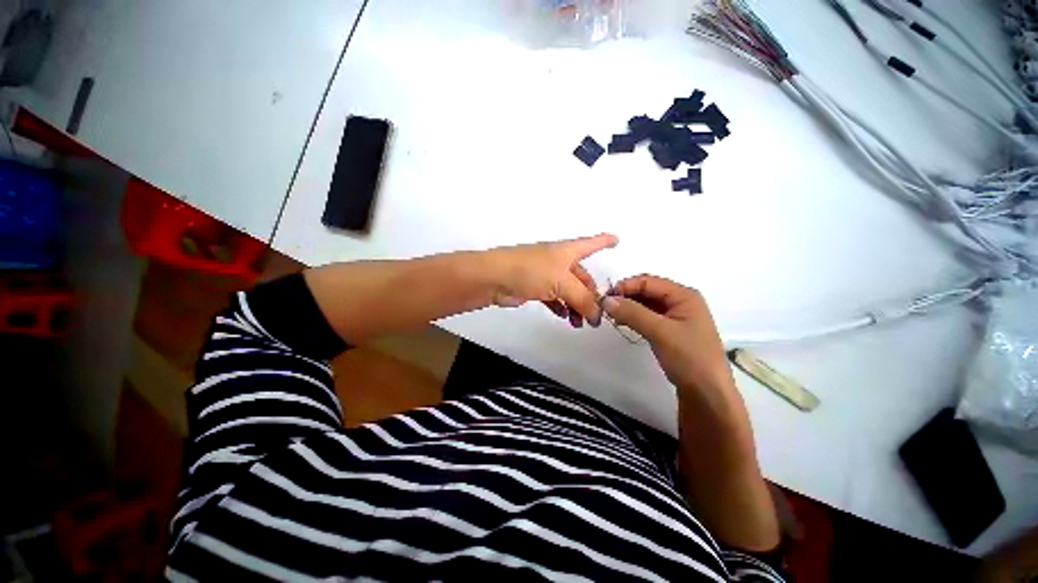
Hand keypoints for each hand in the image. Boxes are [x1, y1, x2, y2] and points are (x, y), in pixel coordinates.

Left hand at [485, 233, 617, 327]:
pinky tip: (565, 317)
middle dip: (591, 295)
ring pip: (568, 290)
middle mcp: (558, 261)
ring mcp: (545, 275)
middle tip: (596, 315)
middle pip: (582, 277)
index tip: (617, 240)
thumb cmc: (531, 271)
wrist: (494, 278)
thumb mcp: (562, 282)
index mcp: (567, 251)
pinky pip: (554, 298)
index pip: (591, 243)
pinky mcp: (534, 288)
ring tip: (581, 323)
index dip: (605, 241)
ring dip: (576, 305)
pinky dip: (561, 307)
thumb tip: (597, 316)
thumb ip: (583, 300)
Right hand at [602, 275, 731, 394]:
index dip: (625, 286)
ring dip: (628, 307)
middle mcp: (680, 301)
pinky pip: (647, 316)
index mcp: (684, 295)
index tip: (605, 298)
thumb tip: (606, 300)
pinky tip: (622, 322)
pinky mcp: (669, 330)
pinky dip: (633, 317)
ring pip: (645, 304)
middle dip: (625, 296)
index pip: (648, 281)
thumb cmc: (689, 357)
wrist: (707, 393)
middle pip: (647, 290)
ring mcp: (675, 316)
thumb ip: (632, 313)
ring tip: (611, 316)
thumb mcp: (660, 332)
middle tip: (605, 307)